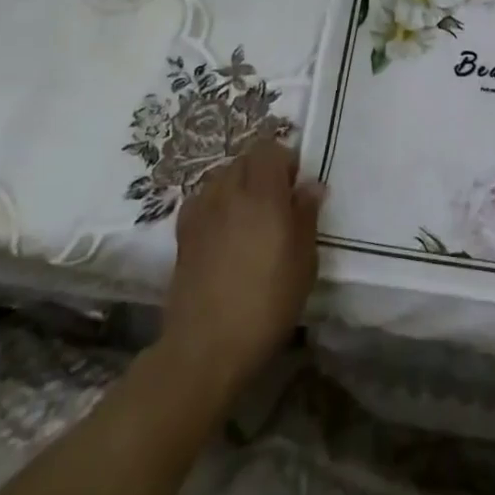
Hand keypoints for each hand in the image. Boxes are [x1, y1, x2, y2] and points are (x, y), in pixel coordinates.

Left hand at [161, 138, 323, 396]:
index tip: (296, 186)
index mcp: (262, 193)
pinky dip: (216, 203)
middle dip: (263, 170)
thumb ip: (306, 215)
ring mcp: (201, 210)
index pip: (270, 149)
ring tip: (250, 216)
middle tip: (278, 201)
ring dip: (239, 185)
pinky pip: (203, 199)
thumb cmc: (267, 303)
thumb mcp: (304, 261)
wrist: (206, 345)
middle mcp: (229, 191)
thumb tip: (311, 185)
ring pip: (222, 176)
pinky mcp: (183, 232)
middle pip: (245, 159)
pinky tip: (224, 230)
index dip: (286, 161)